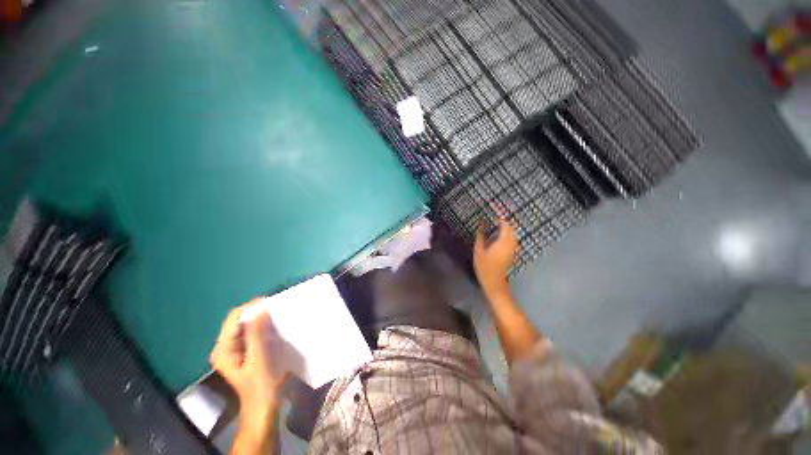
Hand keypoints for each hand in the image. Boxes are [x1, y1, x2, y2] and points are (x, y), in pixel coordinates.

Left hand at [210, 301, 285, 433]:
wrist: (264, 406)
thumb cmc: (260, 385)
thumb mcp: (259, 358)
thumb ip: (257, 333)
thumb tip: (261, 308)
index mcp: (223, 349)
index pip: (233, 318)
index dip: (250, 308)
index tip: (270, 302)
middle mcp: (225, 347)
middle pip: (239, 321)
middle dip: (256, 313)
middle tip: (276, 309)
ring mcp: (234, 350)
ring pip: (246, 327)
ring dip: (260, 320)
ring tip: (276, 316)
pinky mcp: (245, 352)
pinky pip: (252, 334)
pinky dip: (262, 328)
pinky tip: (273, 328)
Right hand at [474, 218, 518, 296]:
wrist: (494, 282)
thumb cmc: (485, 267)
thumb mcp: (478, 251)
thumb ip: (480, 237)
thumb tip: (480, 226)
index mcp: (502, 242)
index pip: (505, 226)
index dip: (502, 220)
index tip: (497, 215)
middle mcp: (510, 244)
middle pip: (512, 230)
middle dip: (506, 223)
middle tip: (498, 219)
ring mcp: (513, 250)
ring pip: (513, 235)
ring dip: (508, 229)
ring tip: (500, 226)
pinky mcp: (512, 254)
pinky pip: (513, 241)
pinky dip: (509, 236)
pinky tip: (502, 236)